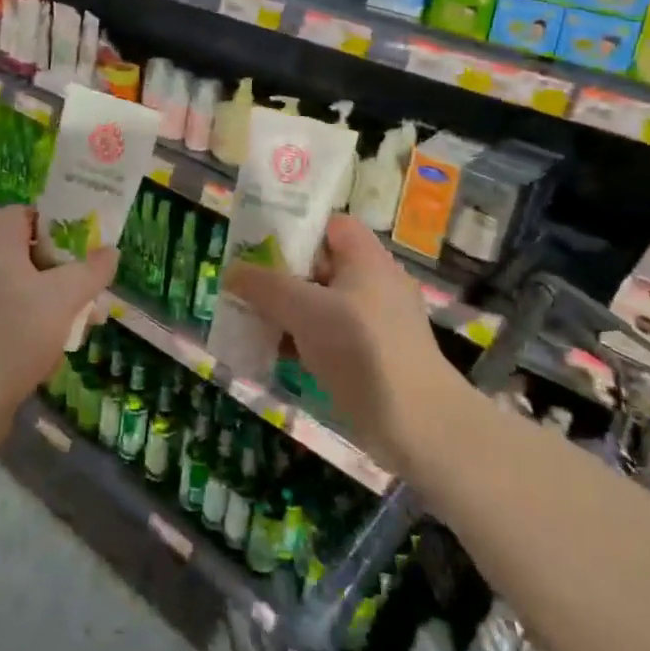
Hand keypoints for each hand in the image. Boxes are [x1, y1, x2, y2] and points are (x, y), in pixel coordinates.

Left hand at [0, 206, 116, 455]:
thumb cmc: (12, 333)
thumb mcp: (62, 297)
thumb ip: (89, 273)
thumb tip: (110, 251)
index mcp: (0, 248)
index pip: (21, 214)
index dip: (51, 218)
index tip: (82, 235)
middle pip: (30, 256)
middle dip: (66, 269)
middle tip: (95, 283)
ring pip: (29, 294)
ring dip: (59, 304)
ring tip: (90, 321)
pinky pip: (18, 324)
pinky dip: (41, 332)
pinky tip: (60, 353)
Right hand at [222, 214, 472, 470]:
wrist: (418, 425)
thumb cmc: (361, 349)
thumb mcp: (305, 309)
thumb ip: (265, 286)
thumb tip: (231, 271)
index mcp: (367, 260)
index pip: (331, 225)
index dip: (297, 227)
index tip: (260, 241)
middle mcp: (373, 286)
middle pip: (321, 265)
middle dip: (281, 273)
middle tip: (244, 282)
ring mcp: (373, 325)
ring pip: (320, 305)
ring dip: (286, 311)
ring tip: (247, 318)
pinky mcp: (369, 360)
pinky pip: (327, 338)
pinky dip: (300, 342)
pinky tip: (269, 353)